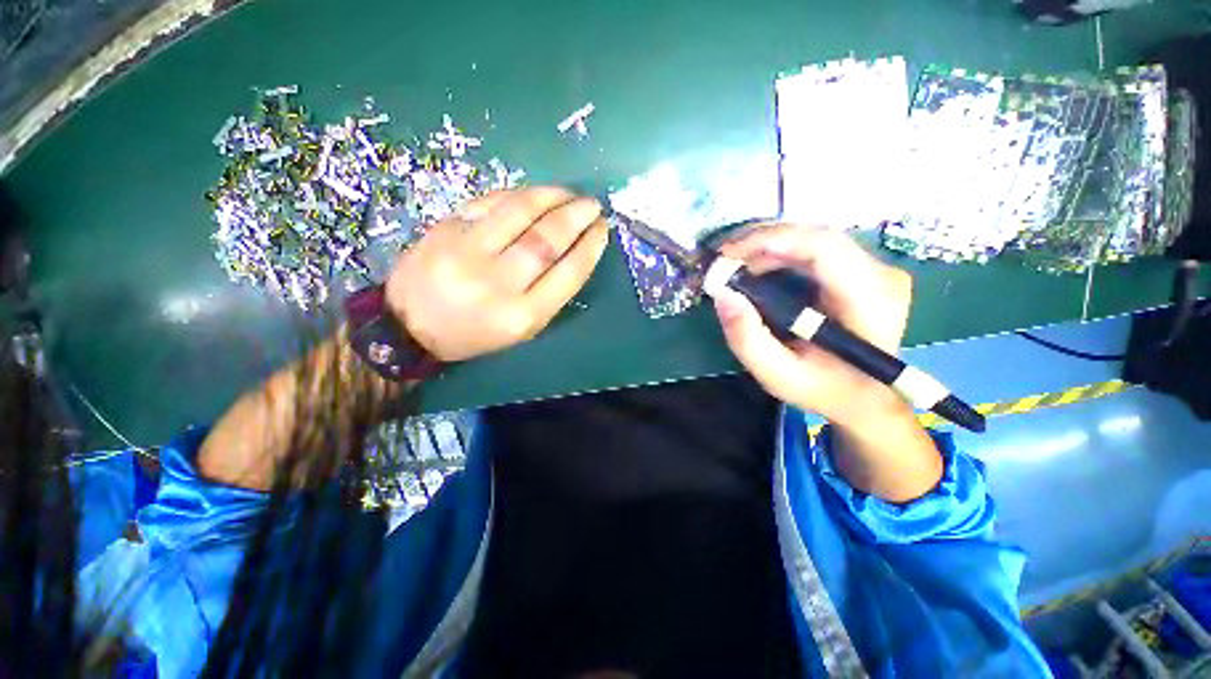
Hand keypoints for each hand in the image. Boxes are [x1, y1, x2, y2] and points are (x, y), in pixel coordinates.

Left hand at [385, 187, 608, 361]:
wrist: (409, 326)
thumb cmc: (475, 333)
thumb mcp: (522, 329)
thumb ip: (550, 294)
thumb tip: (575, 251)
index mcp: (521, 316)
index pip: (568, 273)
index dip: (590, 247)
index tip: (602, 230)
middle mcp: (497, 283)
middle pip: (546, 240)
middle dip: (576, 217)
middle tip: (592, 205)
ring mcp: (467, 252)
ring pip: (519, 212)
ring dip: (552, 196)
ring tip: (569, 193)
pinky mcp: (446, 229)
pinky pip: (491, 202)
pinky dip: (519, 195)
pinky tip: (535, 194)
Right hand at [712, 223, 912, 426]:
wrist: (862, 395)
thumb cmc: (822, 388)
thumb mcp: (777, 374)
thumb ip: (747, 339)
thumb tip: (722, 295)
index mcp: (869, 302)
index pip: (825, 249)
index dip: (774, 241)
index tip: (730, 254)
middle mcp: (880, 274)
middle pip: (816, 237)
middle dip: (763, 242)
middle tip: (724, 260)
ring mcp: (874, 268)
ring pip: (813, 238)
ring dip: (768, 246)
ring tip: (734, 264)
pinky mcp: (861, 269)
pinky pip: (815, 248)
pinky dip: (779, 252)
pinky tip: (756, 266)